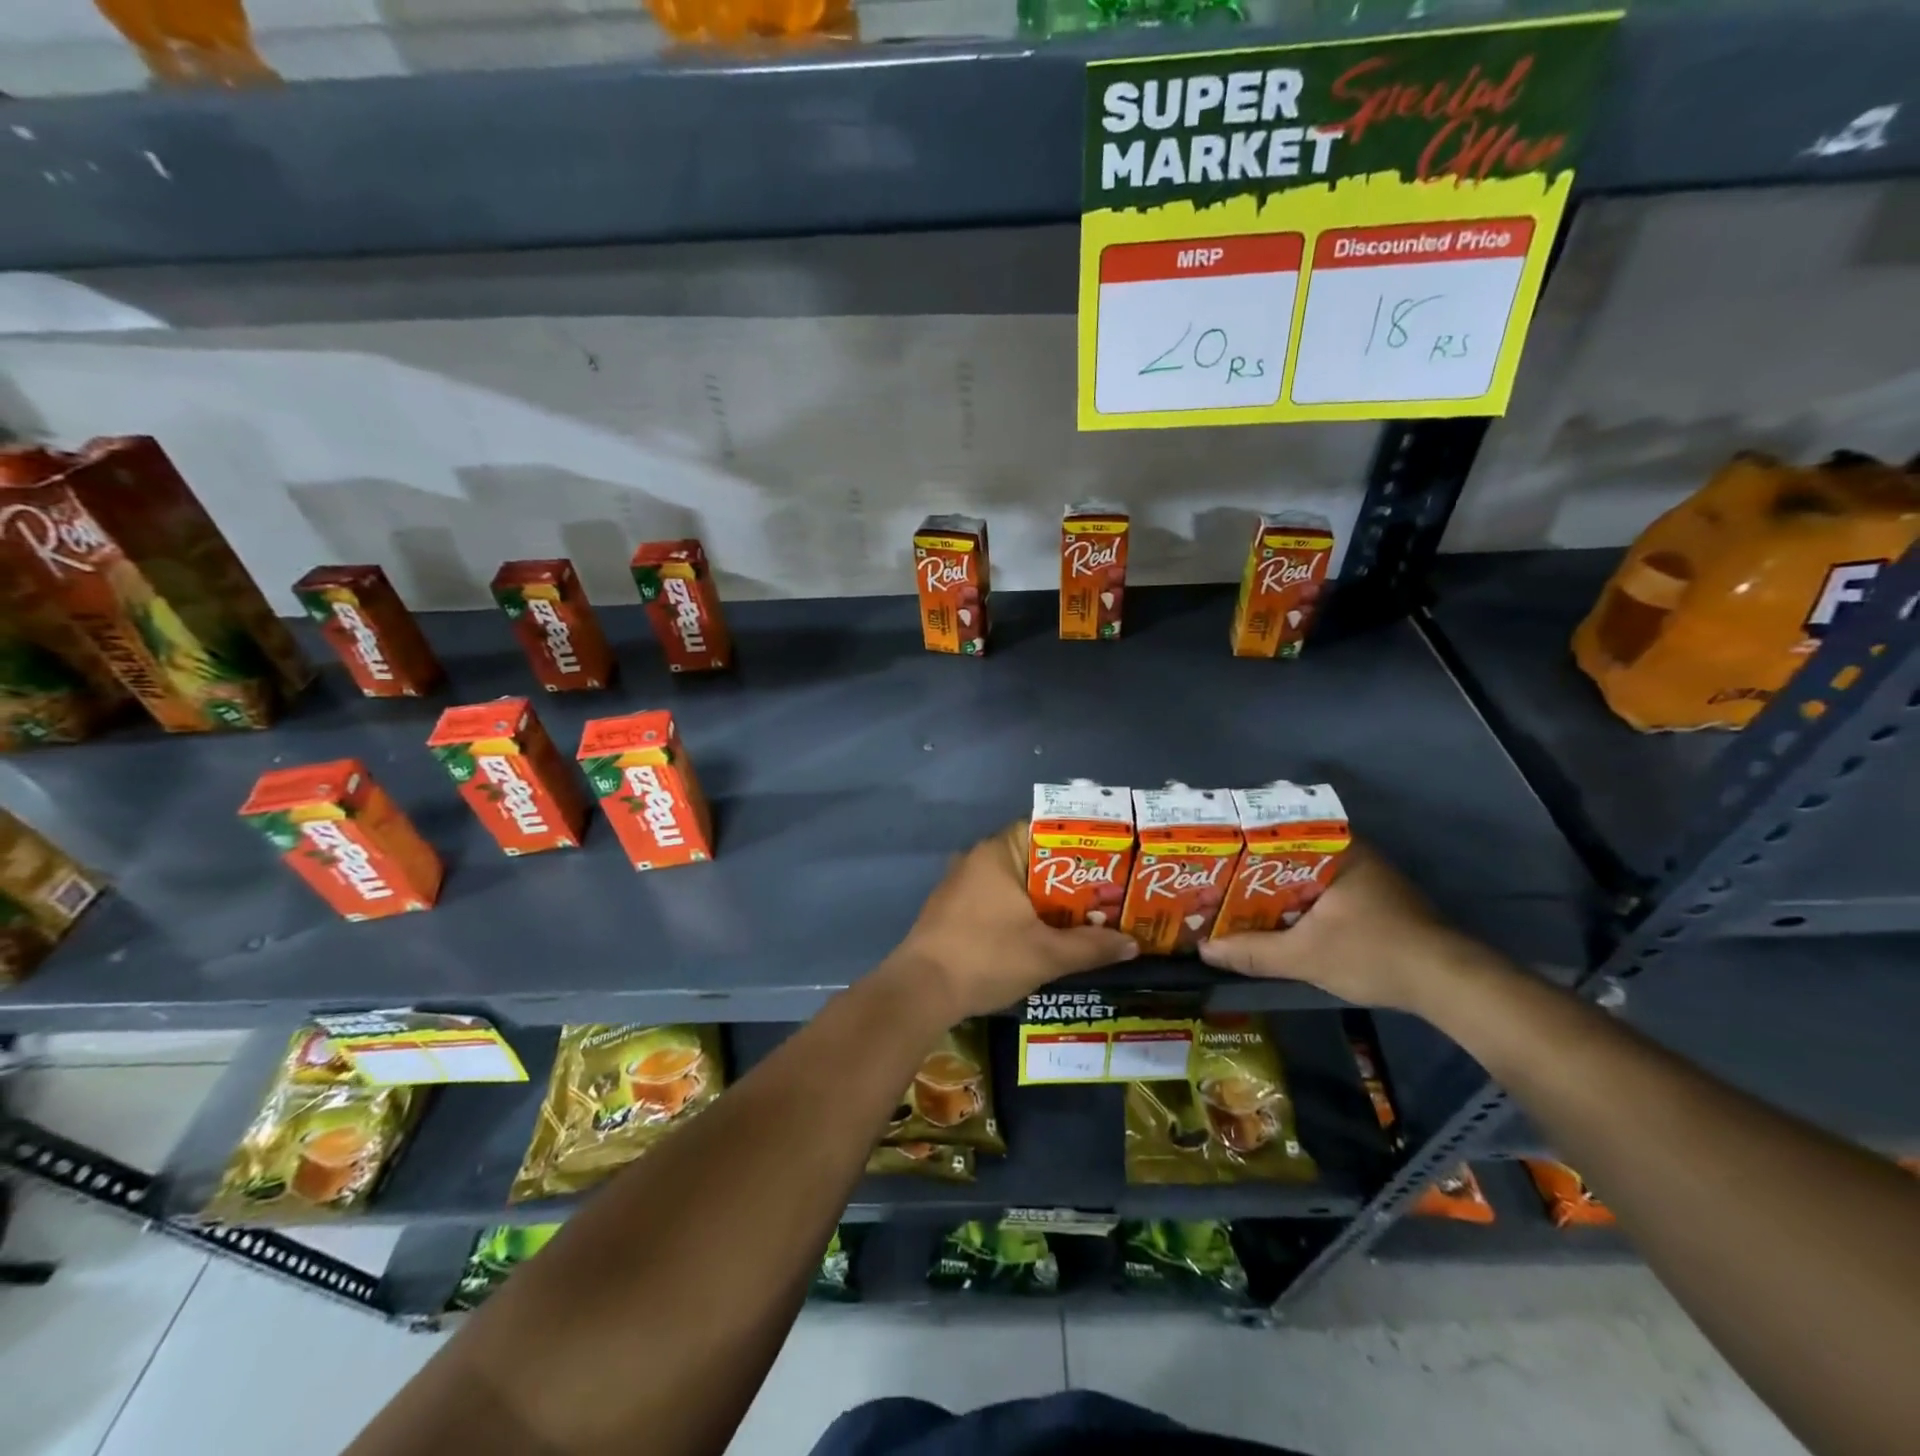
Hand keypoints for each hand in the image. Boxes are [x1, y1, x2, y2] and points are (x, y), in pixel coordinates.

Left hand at [890, 822, 1138, 1019]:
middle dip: (1068, 877)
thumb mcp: (1047, 954)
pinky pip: (997, 899)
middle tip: (1107, 893)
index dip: (1080, 844)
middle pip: (1033, 858)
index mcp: (998, 852)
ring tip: (1085, 915)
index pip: (1045, 829)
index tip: (1110, 860)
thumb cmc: (986, 957)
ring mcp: (961, 884)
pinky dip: (1022, 911)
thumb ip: (1091, 946)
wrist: (921, 991)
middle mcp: (977, 858)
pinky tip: (1044, 933)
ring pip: (1015, 882)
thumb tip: (1133, 944)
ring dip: (1045, 898)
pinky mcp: (953, 909)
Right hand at [1197, 841, 1499, 1012]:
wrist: (1449, 985)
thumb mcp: (1305, 956)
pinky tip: (1276, 918)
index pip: (1278, 828)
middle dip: (1253, 867)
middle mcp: (1353, 853)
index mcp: (1337, 849)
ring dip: (1275, 887)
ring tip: (1235, 897)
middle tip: (1215, 877)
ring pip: (1306, 873)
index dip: (1241, 839)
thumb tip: (1204, 950)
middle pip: (1288, 853)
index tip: (1213, 850)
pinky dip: (1298, 901)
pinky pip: (1322, 890)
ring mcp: (1367, 877)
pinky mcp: (1375, 901)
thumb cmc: (1374, 953)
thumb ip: (1253, 952)